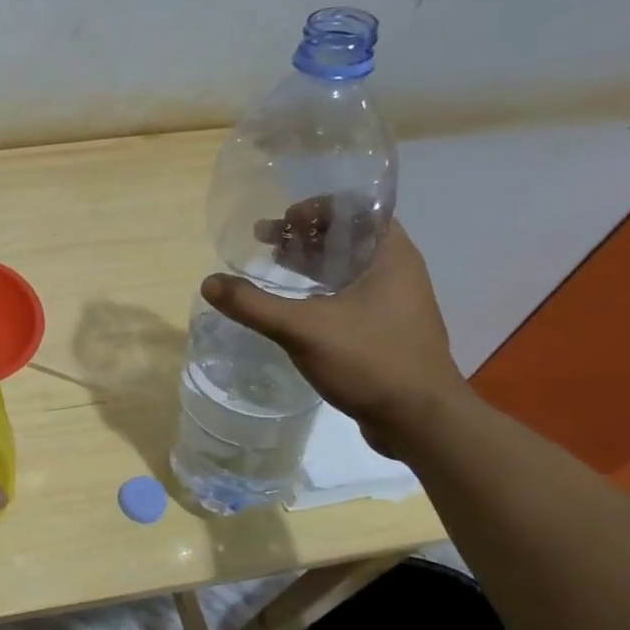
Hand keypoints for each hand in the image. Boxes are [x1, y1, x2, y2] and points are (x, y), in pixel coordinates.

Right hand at [201, 221, 467, 456]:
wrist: (421, 422)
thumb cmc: (371, 361)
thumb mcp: (304, 329)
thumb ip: (254, 305)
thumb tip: (209, 283)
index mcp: (391, 256)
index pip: (358, 209)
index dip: (318, 207)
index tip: (284, 219)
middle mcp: (396, 272)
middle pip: (348, 236)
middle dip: (305, 233)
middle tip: (264, 239)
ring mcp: (392, 303)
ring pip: (346, 267)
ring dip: (309, 261)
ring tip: (271, 263)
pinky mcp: (383, 330)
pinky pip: (347, 295)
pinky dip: (318, 290)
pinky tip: (290, 305)